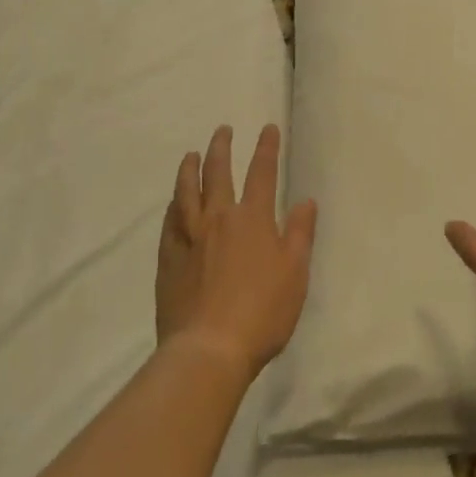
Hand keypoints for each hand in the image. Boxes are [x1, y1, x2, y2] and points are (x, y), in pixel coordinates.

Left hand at [156, 124, 315, 376]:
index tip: (267, 128)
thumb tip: (306, 200)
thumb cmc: (262, 312)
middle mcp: (218, 218)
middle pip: (218, 173)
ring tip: (191, 154)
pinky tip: (173, 202)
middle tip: (222, 130)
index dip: (266, 148)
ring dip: (190, 168)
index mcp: (252, 219)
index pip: (261, 173)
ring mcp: (190, 236)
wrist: (209, 347)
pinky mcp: (169, 257)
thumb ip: (300, 234)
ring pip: (187, 191)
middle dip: (222, 147)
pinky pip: (169, 221)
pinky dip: (173, 205)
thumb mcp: (295, 274)